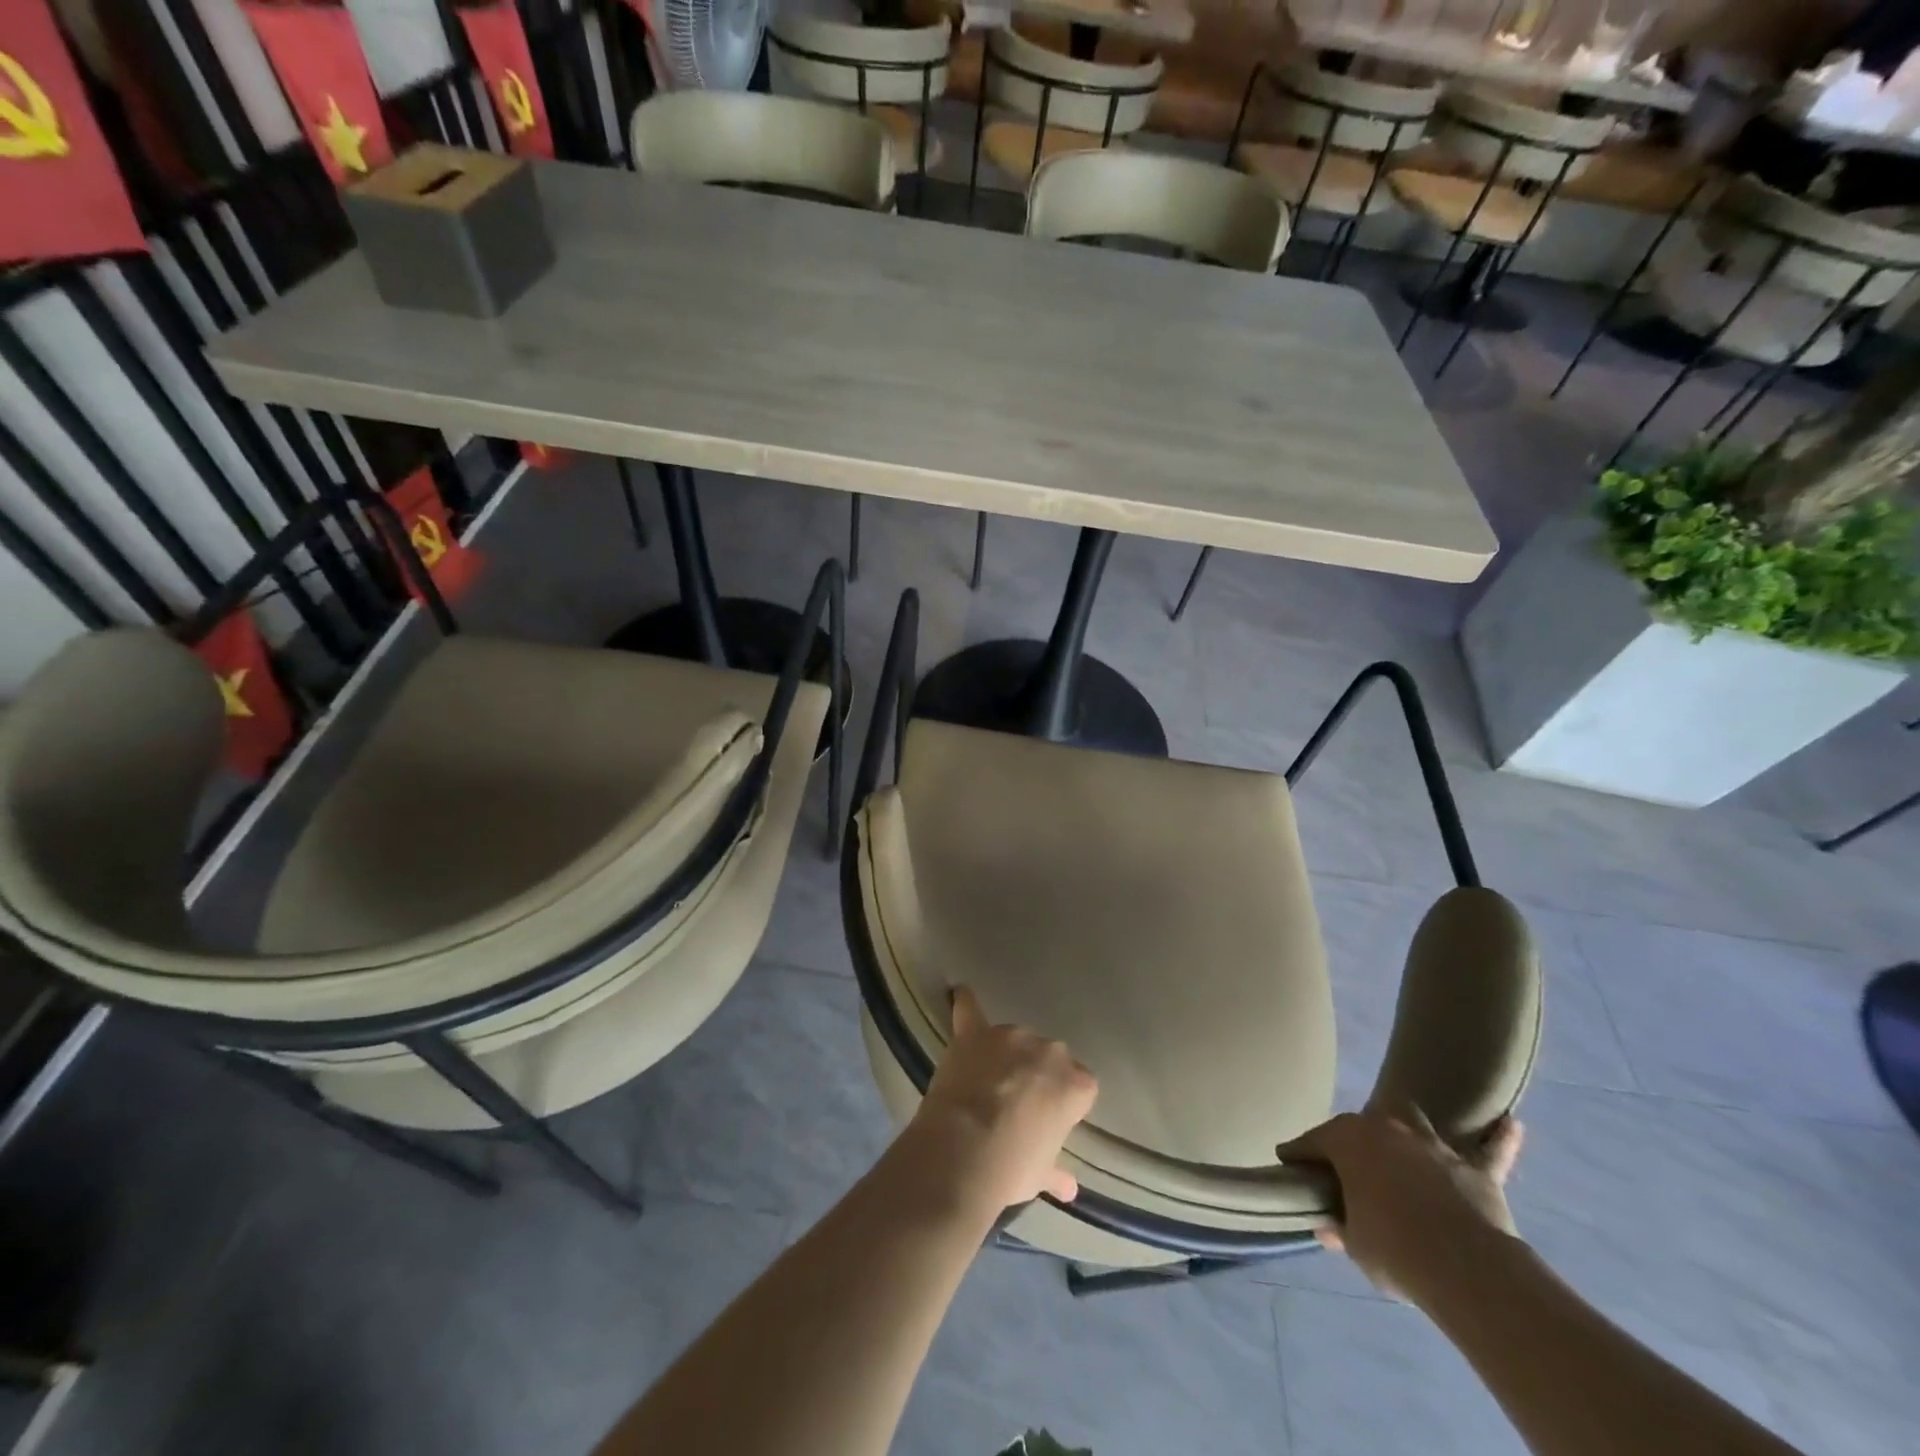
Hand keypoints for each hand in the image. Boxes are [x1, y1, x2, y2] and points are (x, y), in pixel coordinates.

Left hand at [907, 987, 1097, 1213]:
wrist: (965, 1151)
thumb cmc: (1013, 1166)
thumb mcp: (1041, 1175)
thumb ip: (1057, 1173)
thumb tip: (1070, 1189)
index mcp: (1076, 1083)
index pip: (1080, 1087)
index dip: (1062, 1105)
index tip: (1047, 1123)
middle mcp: (1049, 1050)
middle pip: (1048, 1058)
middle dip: (1036, 1076)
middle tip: (1017, 1106)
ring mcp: (1010, 1036)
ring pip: (1014, 1040)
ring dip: (1005, 1055)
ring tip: (986, 1083)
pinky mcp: (974, 1033)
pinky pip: (969, 1010)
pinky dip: (964, 1004)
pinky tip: (959, 994)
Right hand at [1277, 1106, 1524, 1303]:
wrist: (1465, 1269)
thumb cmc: (1394, 1249)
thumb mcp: (1355, 1245)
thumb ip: (1340, 1228)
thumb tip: (1326, 1227)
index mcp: (1348, 1140)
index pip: (1312, 1143)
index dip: (1298, 1156)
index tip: (1289, 1165)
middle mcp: (1386, 1129)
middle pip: (1361, 1126)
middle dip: (1352, 1141)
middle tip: (1347, 1167)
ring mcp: (1433, 1146)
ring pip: (1415, 1122)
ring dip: (1407, 1129)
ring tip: (1403, 1140)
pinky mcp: (1476, 1171)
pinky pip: (1491, 1151)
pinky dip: (1500, 1139)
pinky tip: (1512, 1124)